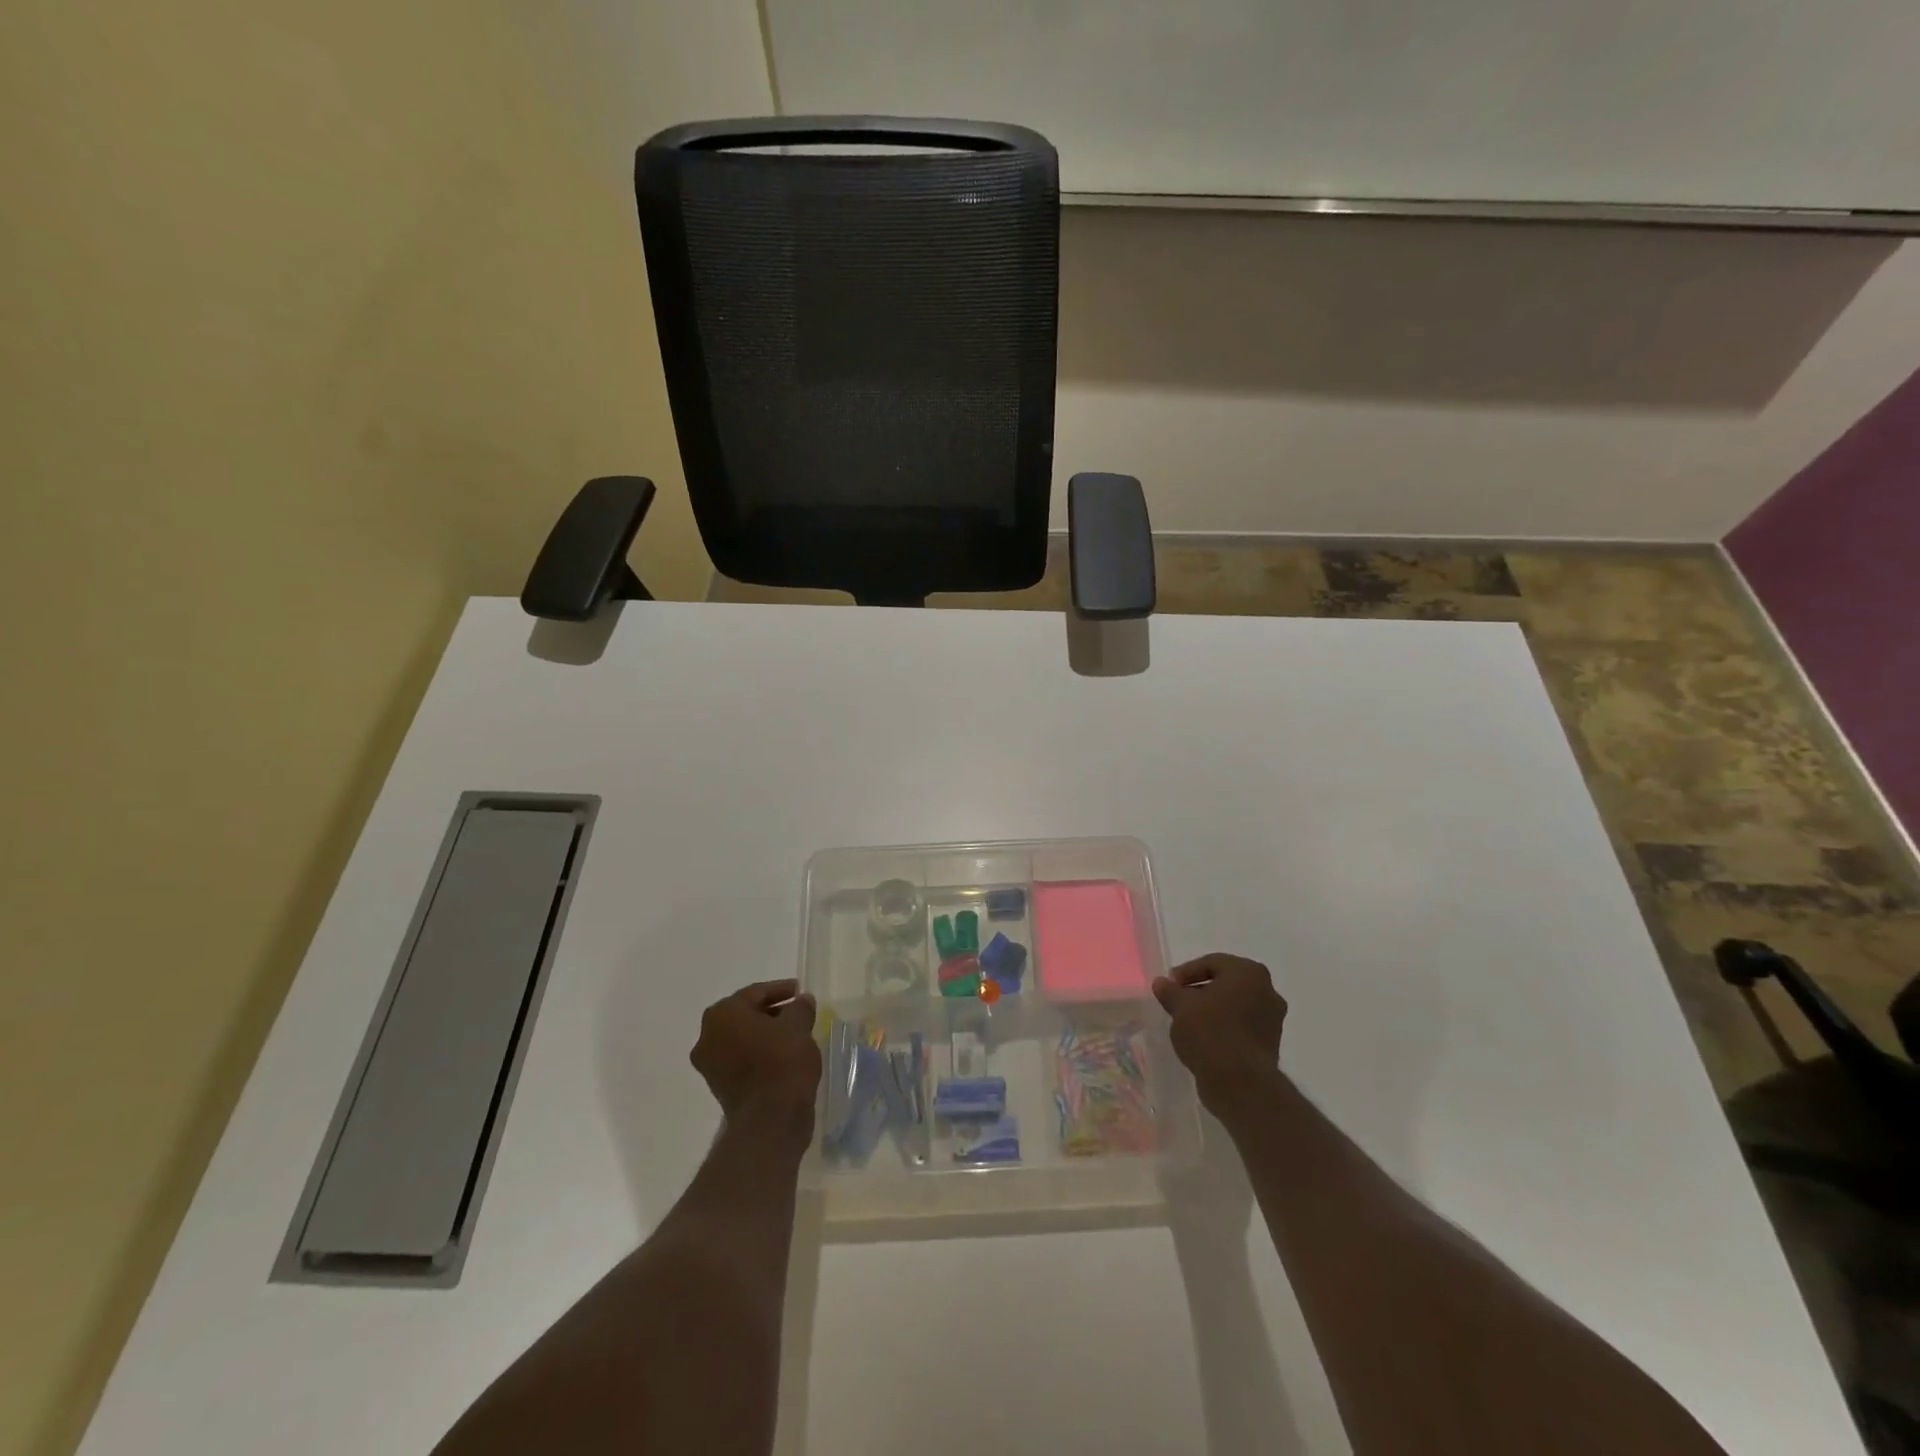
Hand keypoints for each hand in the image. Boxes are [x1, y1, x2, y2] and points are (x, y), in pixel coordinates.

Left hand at [691, 980, 820, 1137]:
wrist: (770, 1120)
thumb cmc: (782, 1062)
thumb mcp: (799, 1025)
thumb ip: (800, 1007)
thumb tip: (802, 1001)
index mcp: (723, 1014)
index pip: (755, 993)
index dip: (780, 990)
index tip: (800, 990)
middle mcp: (708, 1036)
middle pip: (744, 1015)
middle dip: (771, 1012)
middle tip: (797, 1012)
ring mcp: (710, 1065)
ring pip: (742, 1038)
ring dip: (765, 1034)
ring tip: (794, 1034)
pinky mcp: (719, 1087)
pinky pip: (741, 1060)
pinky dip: (759, 1054)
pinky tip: (783, 1056)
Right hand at [1153, 954, 1286, 1120]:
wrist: (1240, 1083)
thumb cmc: (1210, 1032)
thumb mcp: (1181, 1007)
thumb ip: (1170, 991)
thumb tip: (1161, 983)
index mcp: (1249, 973)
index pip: (1212, 963)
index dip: (1186, 973)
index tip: (1169, 986)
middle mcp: (1267, 991)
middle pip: (1226, 983)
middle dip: (1200, 991)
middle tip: (1178, 1002)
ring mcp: (1273, 1020)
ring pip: (1235, 1006)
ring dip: (1212, 1010)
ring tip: (1188, 1022)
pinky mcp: (1270, 1044)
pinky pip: (1242, 1027)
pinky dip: (1224, 1028)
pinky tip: (1204, 1039)